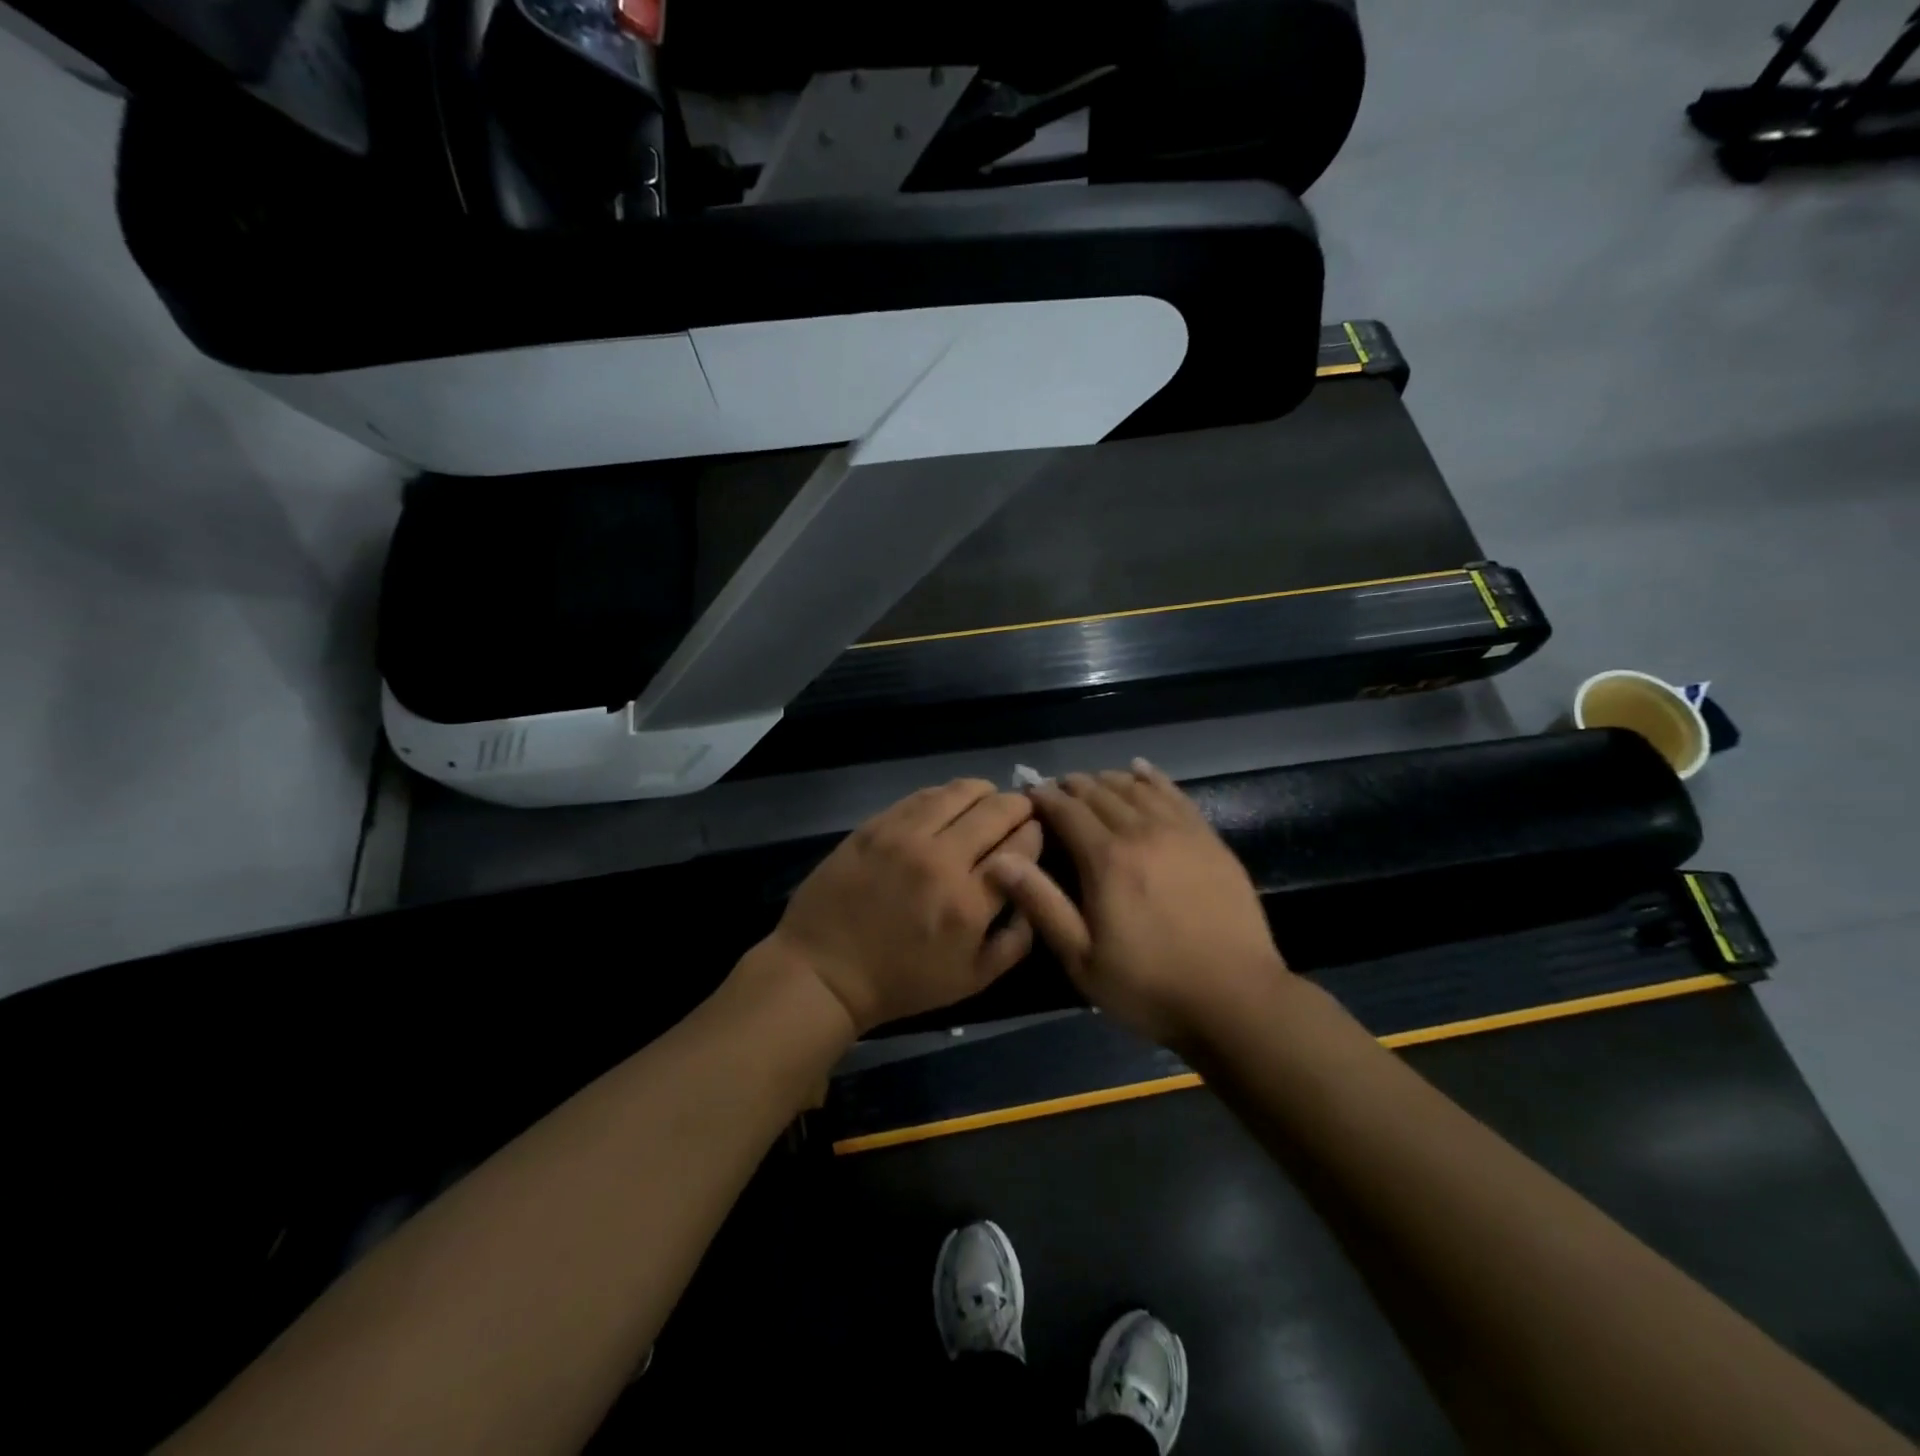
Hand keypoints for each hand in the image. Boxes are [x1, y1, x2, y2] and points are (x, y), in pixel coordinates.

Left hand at [765, 780, 1042, 1035]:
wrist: (825, 970)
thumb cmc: (901, 982)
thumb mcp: (972, 980)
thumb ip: (1015, 940)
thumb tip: (1033, 895)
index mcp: (969, 903)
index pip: (1021, 846)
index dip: (1035, 833)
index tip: (1035, 833)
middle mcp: (941, 860)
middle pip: (997, 810)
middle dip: (1018, 806)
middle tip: (1019, 811)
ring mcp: (904, 836)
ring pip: (960, 791)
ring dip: (984, 792)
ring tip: (987, 801)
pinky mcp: (876, 825)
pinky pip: (922, 795)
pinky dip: (946, 795)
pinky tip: (948, 804)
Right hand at [986, 759, 1288, 1047]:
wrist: (1235, 998)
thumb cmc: (1149, 985)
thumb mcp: (1081, 957)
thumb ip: (1041, 903)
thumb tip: (1000, 859)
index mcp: (1106, 859)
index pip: (1067, 811)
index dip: (1044, 798)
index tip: (1028, 792)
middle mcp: (1142, 832)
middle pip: (1100, 793)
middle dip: (1072, 786)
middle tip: (1056, 790)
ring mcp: (1181, 832)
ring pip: (1136, 788)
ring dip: (1108, 780)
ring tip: (1091, 783)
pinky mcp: (1209, 839)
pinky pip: (1175, 794)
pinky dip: (1152, 778)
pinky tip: (1140, 770)